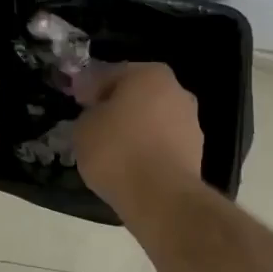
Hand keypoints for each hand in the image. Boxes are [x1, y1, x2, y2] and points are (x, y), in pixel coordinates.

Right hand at [74, 62, 203, 205]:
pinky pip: (162, 144)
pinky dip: (147, 151)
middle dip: (117, 107)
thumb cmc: (117, 150)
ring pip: (152, 120)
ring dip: (134, 130)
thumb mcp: (84, 127)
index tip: (77, 102)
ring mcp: (190, 123)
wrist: (160, 197)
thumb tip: (97, 114)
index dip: (90, 88)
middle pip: (137, 95)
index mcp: (149, 74)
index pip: (111, 74)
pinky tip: (130, 166)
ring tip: (111, 150)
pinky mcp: (195, 153)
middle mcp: (176, 91)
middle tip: (93, 124)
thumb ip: (89, 113)